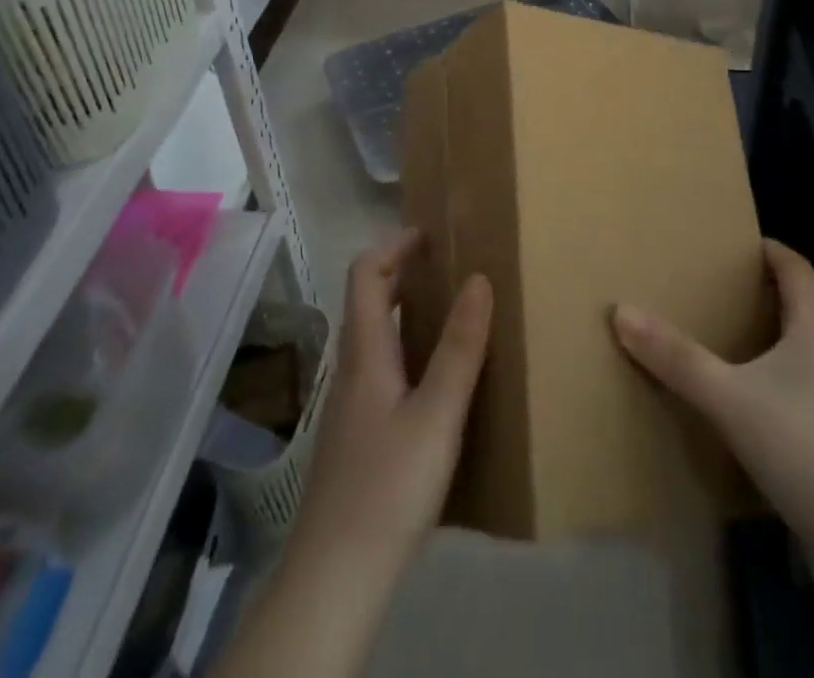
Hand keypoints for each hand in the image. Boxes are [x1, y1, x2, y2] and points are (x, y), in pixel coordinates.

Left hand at [290, 231, 492, 575]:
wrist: (335, 576)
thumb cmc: (388, 486)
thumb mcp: (437, 415)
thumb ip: (459, 348)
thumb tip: (478, 279)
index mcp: (364, 352)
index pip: (364, 274)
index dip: (393, 246)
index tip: (430, 237)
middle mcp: (351, 368)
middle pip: (368, 302)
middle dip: (403, 274)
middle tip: (449, 271)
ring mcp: (350, 405)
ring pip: (374, 338)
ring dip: (406, 313)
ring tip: (452, 316)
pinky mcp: (357, 435)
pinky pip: (381, 369)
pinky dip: (407, 350)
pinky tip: (436, 382)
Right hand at [612, 239, 813, 555]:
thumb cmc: (807, 449)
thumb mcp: (729, 398)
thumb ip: (675, 357)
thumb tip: (622, 311)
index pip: (799, 270)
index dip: (771, 251)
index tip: (737, 243)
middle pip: (802, 310)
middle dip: (762, 298)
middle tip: (716, 293)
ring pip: (805, 357)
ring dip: (769, 346)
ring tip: (726, 349)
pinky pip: (807, 398)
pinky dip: (778, 390)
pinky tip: (750, 413)